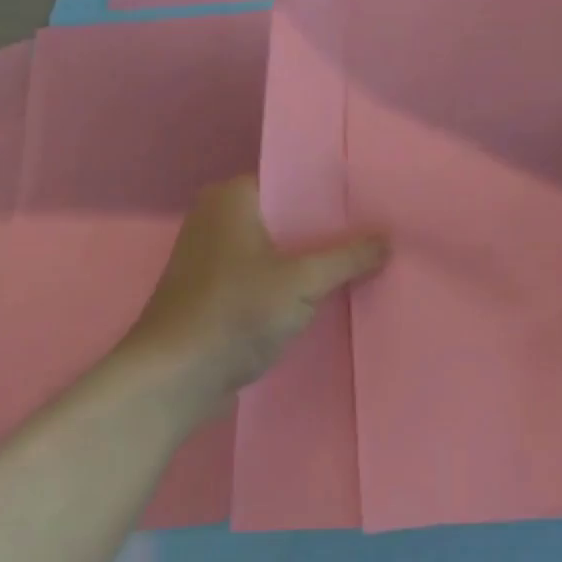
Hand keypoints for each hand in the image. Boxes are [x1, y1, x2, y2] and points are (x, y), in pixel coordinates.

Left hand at [125, 177, 386, 410]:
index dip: (334, 193)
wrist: (173, 380)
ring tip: (361, 259)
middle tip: (376, 231)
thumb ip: (347, 259)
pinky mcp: (214, 291)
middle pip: (287, 215)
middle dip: (327, 229)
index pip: (294, 181)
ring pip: (276, 248)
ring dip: (309, 259)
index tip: (372, 203)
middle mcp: (218, 217)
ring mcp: (213, 256)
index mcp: (232, 196)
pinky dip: (289, 282)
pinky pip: (264, 274)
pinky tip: (326, 293)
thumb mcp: (301, 283)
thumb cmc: (234, 313)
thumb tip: (388, 240)